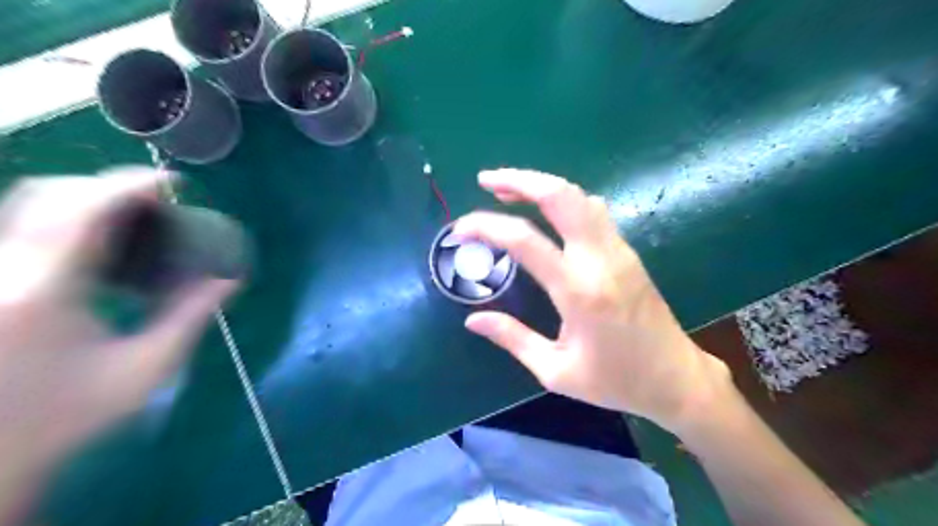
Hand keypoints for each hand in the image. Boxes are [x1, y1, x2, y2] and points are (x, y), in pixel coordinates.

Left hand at [0, 169, 234, 517]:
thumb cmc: (71, 413)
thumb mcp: (146, 367)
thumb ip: (191, 316)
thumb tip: (232, 277)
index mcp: (43, 292)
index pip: (84, 212)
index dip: (131, 186)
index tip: (173, 182)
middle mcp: (1, 271)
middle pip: (47, 197)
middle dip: (107, 188)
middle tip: (154, 201)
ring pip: (24, 207)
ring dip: (82, 199)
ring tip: (129, 215)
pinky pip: (17, 228)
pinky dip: (59, 219)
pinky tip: (91, 241)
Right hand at [458, 168, 728, 430]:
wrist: (677, 379)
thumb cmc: (616, 382)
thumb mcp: (556, 371)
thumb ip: (513, 339)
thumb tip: (472, 319)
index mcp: (579, 292)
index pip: (525, 240)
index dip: (486, 226)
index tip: (460, 230)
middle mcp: (600, 260)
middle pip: (561, 196)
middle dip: (520, 180)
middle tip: (486, 181)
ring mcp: (619, 251)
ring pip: (580, 197)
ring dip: (542, 185)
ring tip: (509, 191)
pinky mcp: (627, 252)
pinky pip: (593, 211)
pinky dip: (563, 200)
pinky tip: (546, 211)